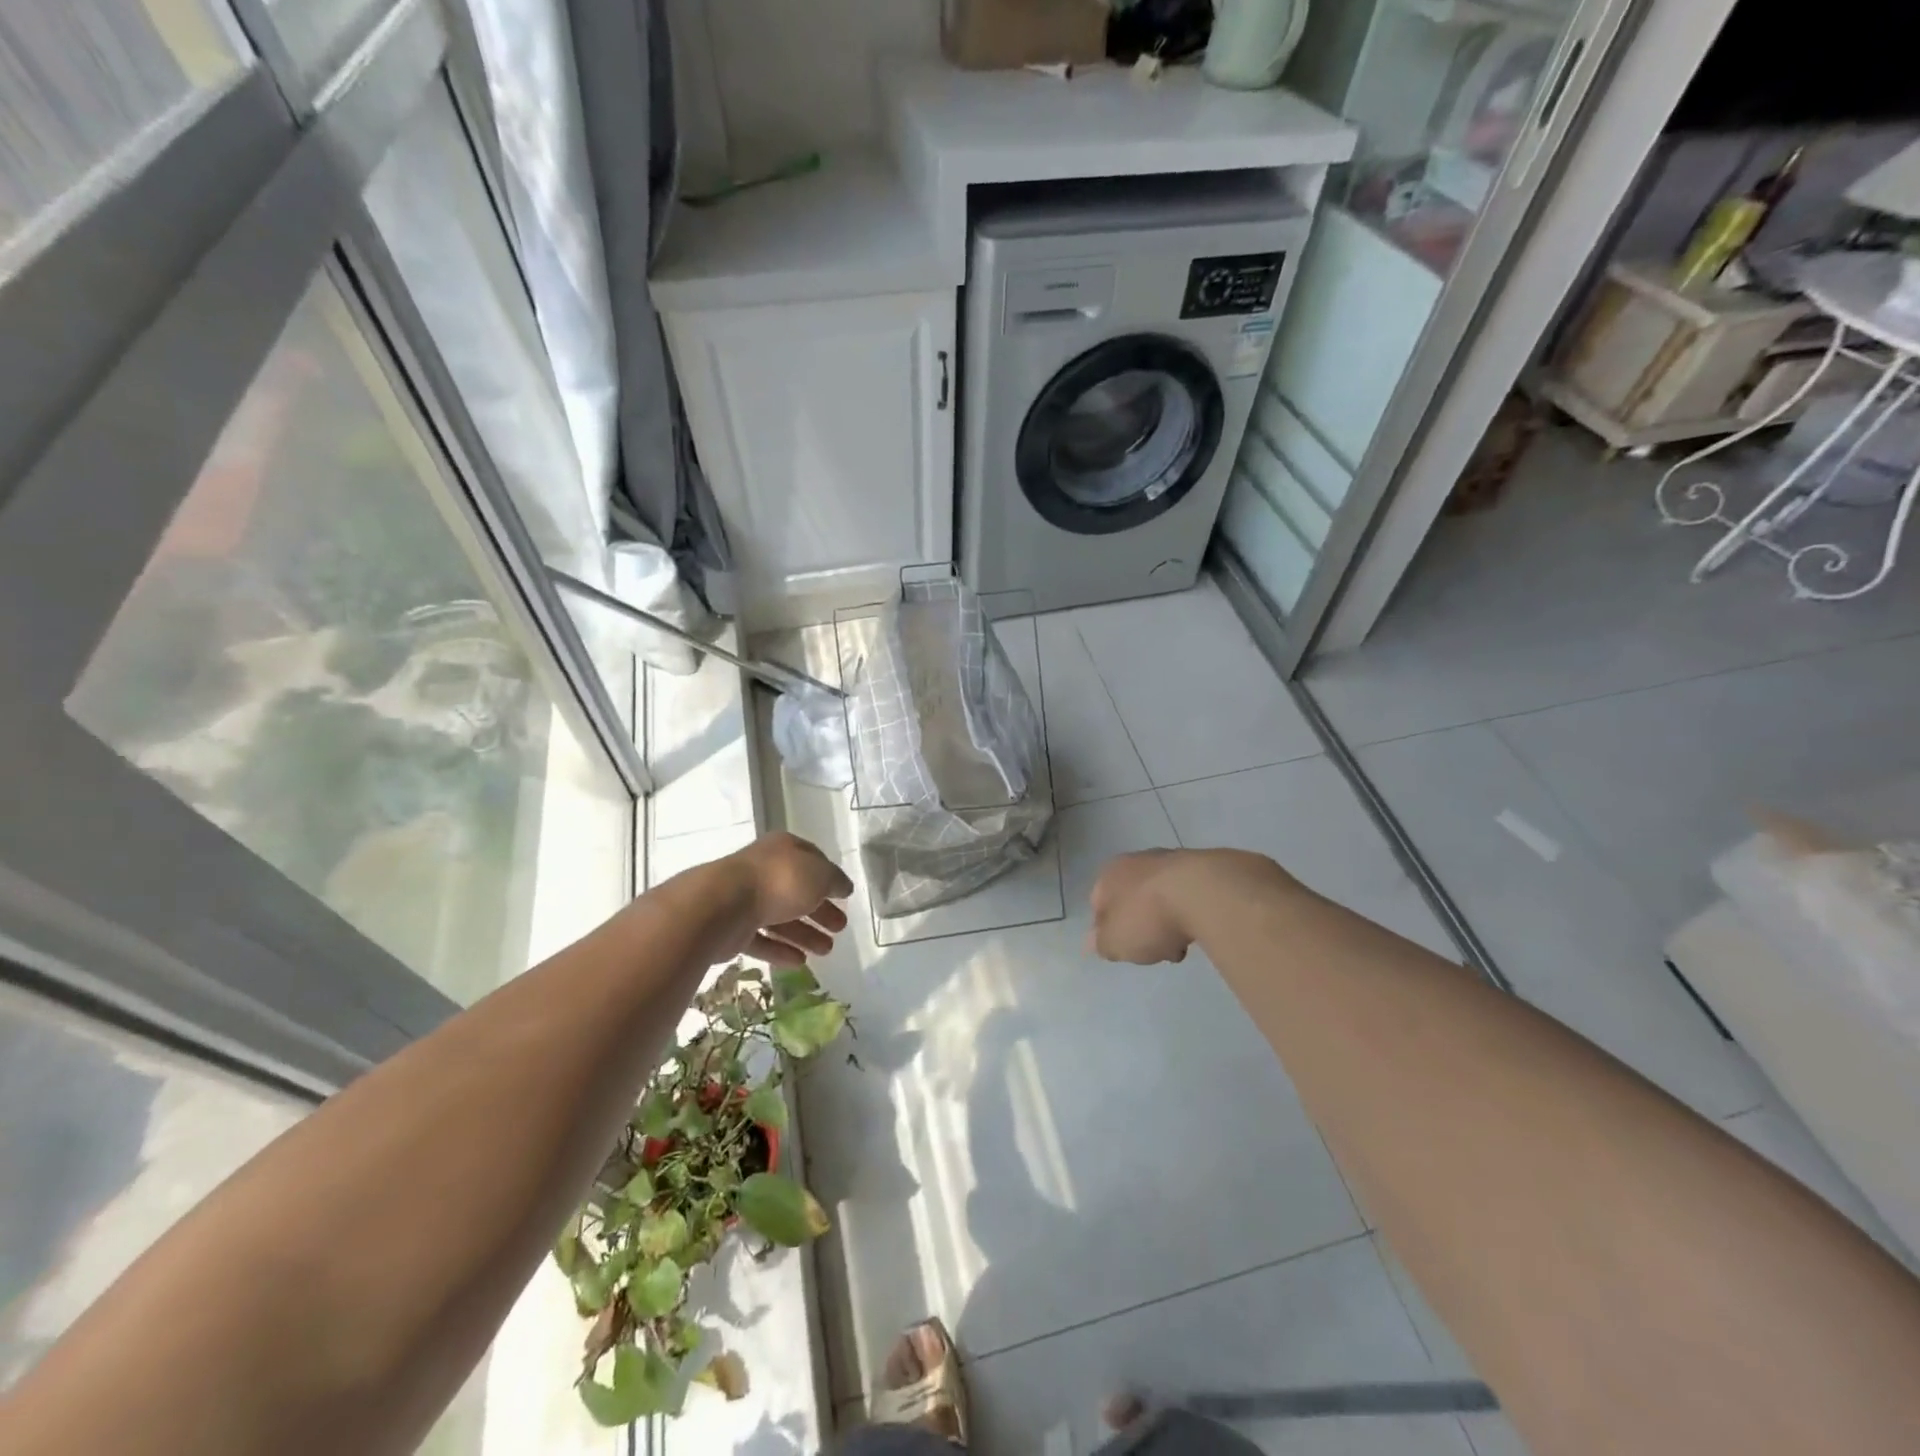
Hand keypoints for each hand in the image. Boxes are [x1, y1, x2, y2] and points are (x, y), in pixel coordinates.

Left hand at [719, 831, 853, 965]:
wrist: (723, 905)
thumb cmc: (779, 881)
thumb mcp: (820, 875)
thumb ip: (835, 881)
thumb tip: (844, 887)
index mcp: (783, 849)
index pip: (812, 860)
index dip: (829, 878)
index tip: (844, 896)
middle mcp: (763, 870)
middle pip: (797, 891)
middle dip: (820, 911)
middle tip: (840, 927)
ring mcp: (746, 899)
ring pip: (781, 917)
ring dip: (805, 934)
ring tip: (826, 952)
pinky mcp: (732, 928)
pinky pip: (762, 939)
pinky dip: (781, 949)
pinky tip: (800, 962)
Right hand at [1086, 849, 1200, 963]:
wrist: (1204, 893)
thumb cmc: (1147, 917)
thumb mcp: (1114, 942)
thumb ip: (1102, 944)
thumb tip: (1094, 941)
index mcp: (1109, 874)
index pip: (1098, 903)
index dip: (1106, 929)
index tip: (1121, 949)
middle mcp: (1136, 861)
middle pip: (1132, 899)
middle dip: (1140, 924)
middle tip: (1150, 947)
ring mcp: (1171, 862)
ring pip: (1161, 897)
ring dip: (1167, 919)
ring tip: (1180, 944)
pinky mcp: (1203, 868)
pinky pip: (1188, 897)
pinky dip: (1190, 912)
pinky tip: (1199, 930)